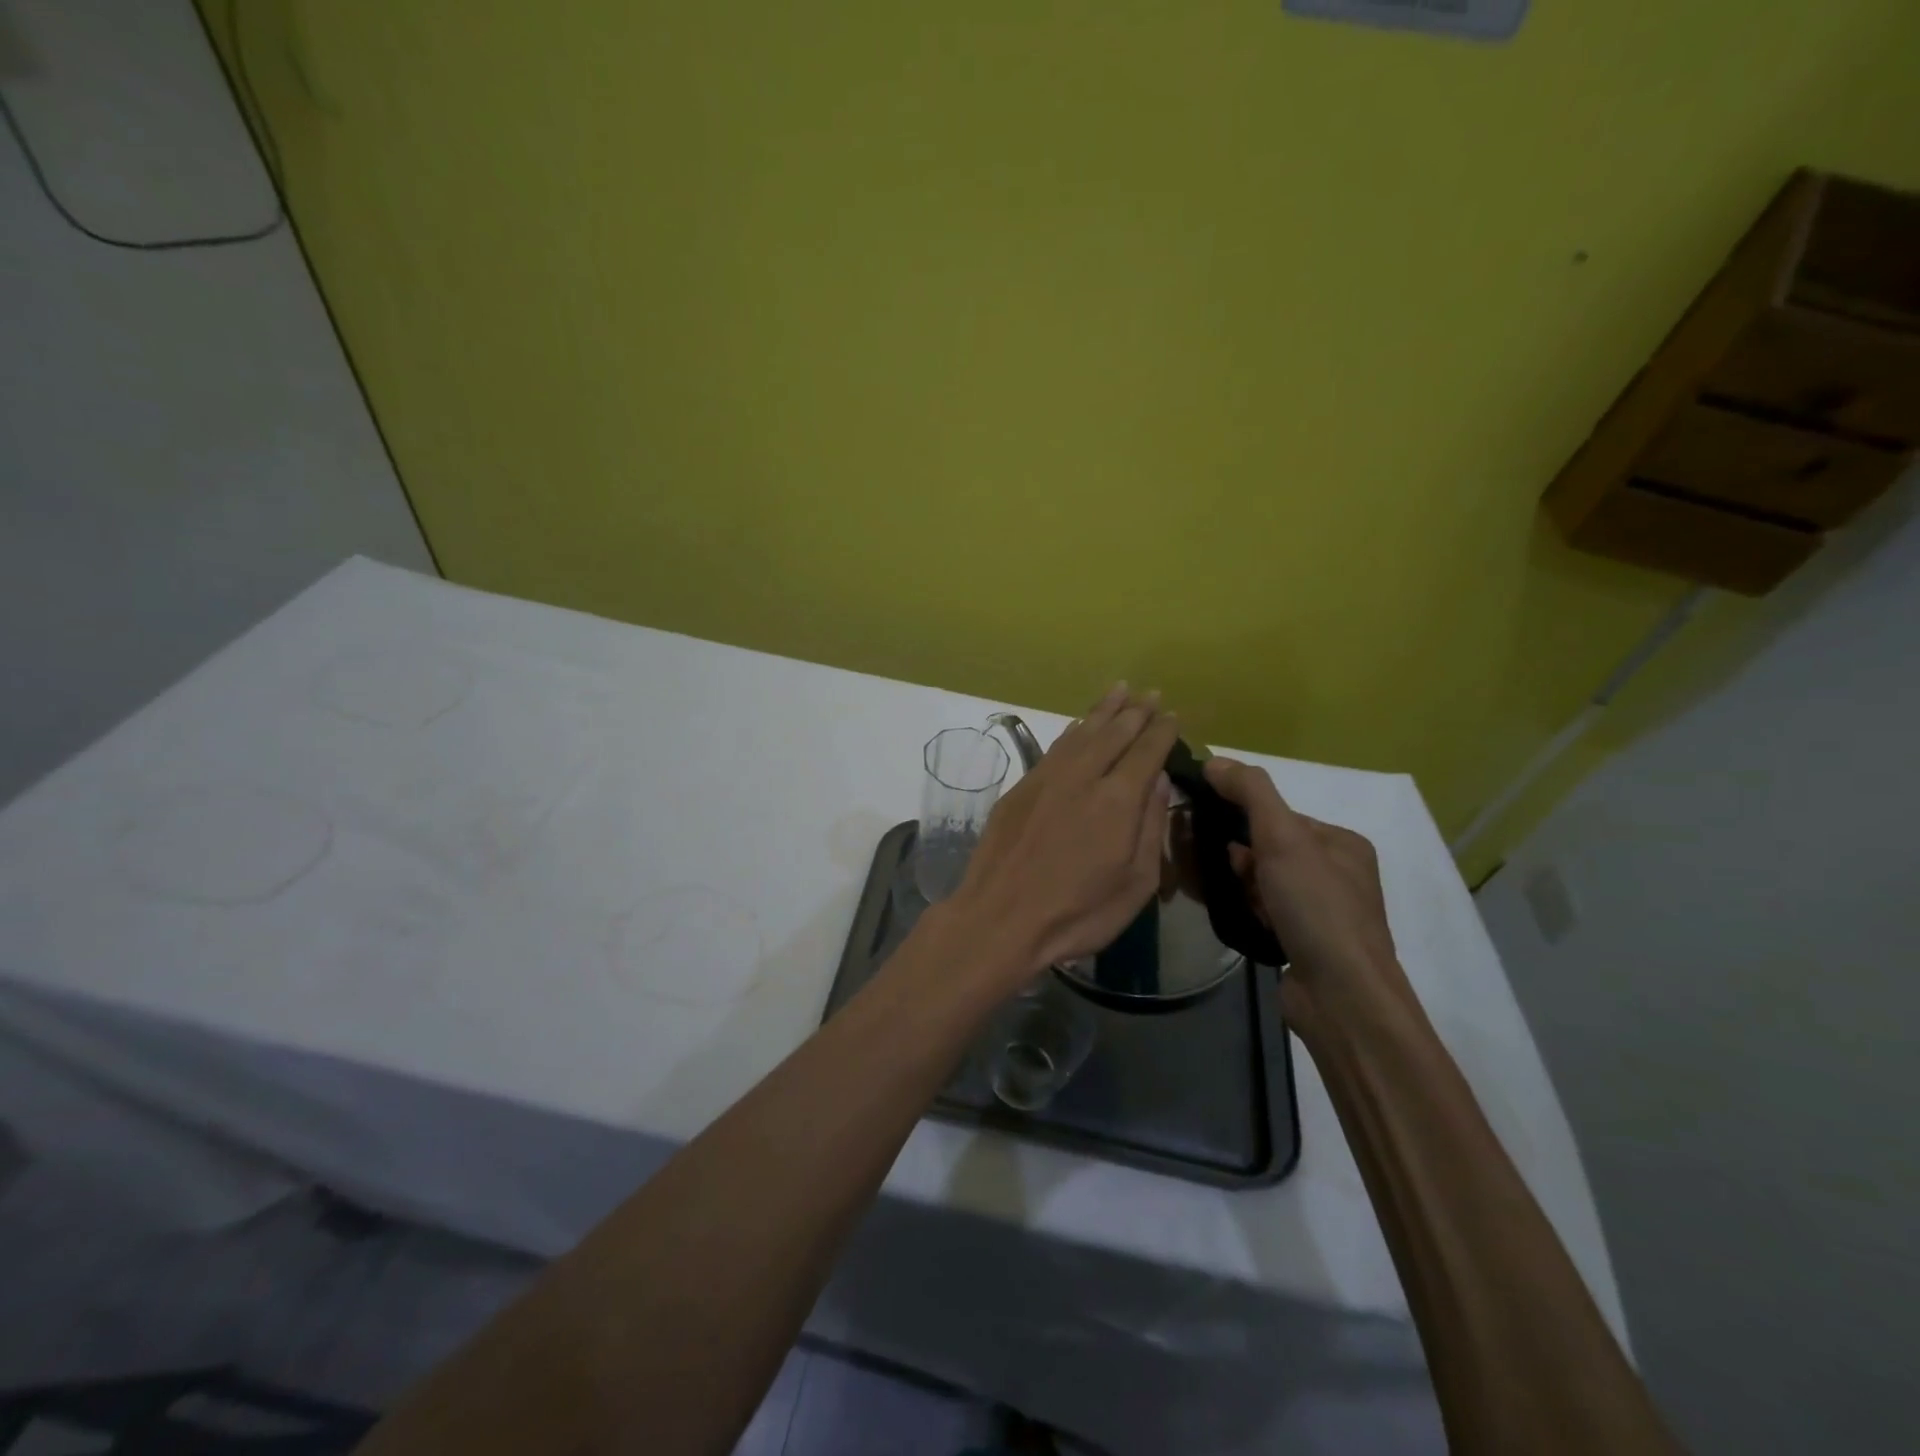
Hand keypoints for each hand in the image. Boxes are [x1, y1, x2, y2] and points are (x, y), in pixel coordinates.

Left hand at [948, 685, 1178, 989]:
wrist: (1000, 918)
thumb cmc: (1077, 913)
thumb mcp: (1135, 884)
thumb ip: (1150, 826)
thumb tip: (1159, 780)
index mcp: (1117, 800)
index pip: (1146, 752)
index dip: (1162, 731)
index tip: (1174, 714)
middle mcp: (1082, 777)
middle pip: (1114, 733)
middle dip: (1136, 711)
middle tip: (1151, 693)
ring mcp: (1047, 779)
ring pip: (1081, 733)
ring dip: (1102, 710)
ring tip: (1119, 690)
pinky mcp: (1020, 789)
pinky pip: (1054, 748)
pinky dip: (1071, 732)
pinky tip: (1079, 726)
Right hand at [1202, 756, 1411, 1019]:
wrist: (1341, 996)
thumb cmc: (1316, 907)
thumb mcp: (1283, 838)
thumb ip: (1250, 793)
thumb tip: (1214, 759)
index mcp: (1342, 843)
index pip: (1279, 817)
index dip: (1241, 821)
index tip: (1208, 830)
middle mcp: (1337, 875)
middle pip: (1268, 850)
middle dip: (1237, 857)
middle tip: (1210, 866)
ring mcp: (1322, 913)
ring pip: (1263, 883)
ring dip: (1238, 885)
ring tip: (1217, 894)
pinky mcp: (1305, 944)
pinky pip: (1264, 913)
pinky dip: (1246, 911)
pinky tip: (1233, 917)